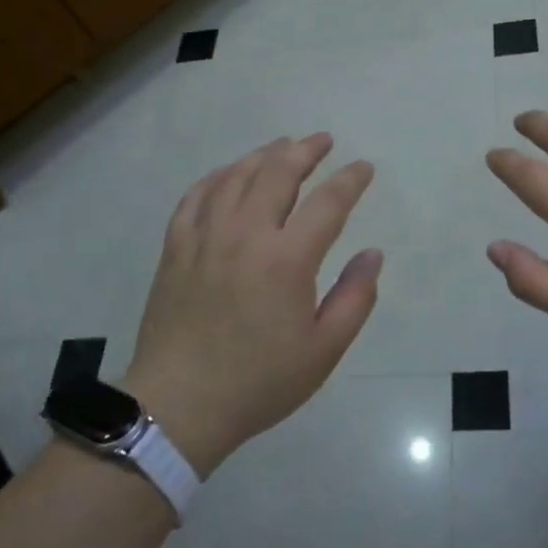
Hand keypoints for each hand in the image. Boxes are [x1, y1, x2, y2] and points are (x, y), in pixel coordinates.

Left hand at [123, 134, 381, 476]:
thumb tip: (372, 254)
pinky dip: (217, 177)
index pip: (328, 202)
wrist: (179, 406)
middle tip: (323, 141)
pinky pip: (196, 196)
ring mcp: (205, 237)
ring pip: (236, 176)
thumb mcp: (323, 350)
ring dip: (264, 155)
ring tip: (282, 147)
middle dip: (305, 150)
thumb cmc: (259, 381)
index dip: (350, 180)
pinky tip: (228, 174)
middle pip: (278, 173)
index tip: (364, 168)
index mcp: (287, 259)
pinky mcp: (175, 248)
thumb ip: (355, 297)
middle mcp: (246, 234)